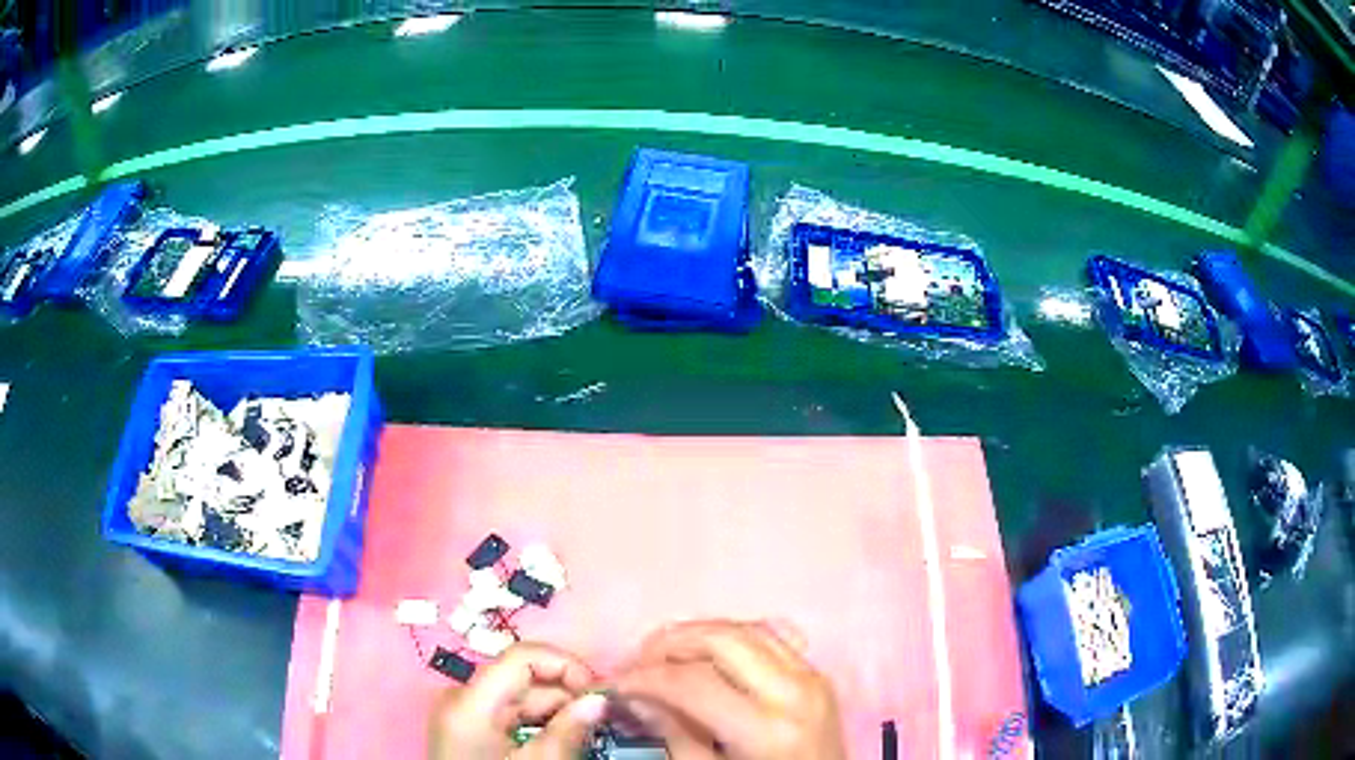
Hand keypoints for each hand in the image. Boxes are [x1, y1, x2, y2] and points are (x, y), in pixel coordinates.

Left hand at [428, 642, 608, 759]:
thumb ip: (568, 730)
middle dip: (564, 695)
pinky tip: (557, 740)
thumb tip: (600, 698)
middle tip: (601, 720)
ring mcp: (459, 712)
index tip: (598, 693)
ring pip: (517, 696)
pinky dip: (535, 722)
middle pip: (521, 678)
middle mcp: (459, 697)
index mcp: (469, 702)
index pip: (521, 656)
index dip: (565, 665)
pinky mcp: (465, 727)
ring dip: (553, 711)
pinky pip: (506, 713)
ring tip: (583, 734)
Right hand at [612, 621, 846, 759]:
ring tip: (666, 654)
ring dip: (701, 634)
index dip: (646, 678)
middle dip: (670, 644)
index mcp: (765, 729)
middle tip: (639, 663)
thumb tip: (636, 697)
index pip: (693, 683)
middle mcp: (794, 692)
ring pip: (748, 629)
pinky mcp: (819, 676)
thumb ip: (676, 735)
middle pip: (722, 640)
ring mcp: (813, 678)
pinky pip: (775, 637)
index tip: (617, 683)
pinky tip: (712, 652)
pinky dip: (737, 636)